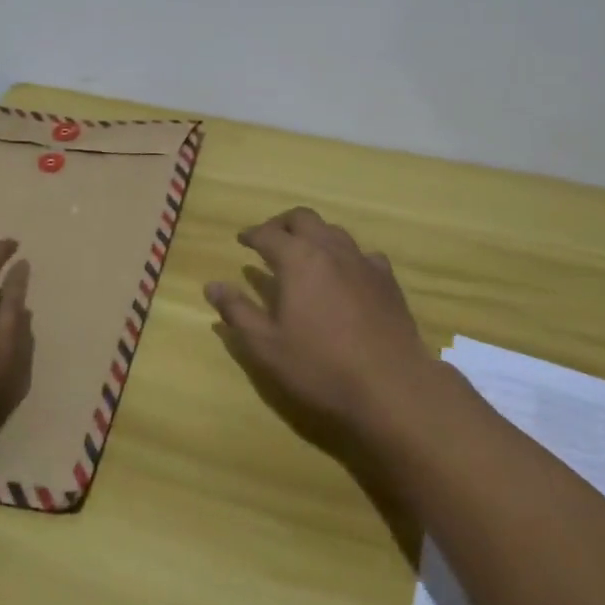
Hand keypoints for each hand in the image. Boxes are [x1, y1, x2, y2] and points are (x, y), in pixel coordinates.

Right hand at [205, 207, 437, 437]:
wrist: (392, 386)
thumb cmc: (321, 367)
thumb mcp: (267, 346)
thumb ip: (238, 312)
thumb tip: (212, 286)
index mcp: (298, 259)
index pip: (268, 234)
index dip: (252, 234)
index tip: (242, 240)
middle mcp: (330, 249)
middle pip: (303, 218)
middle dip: (283, 223)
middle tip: (270, 238)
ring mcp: (363, 261)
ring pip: (334, 231)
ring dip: (314, 235)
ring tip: (305, 254)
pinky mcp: (387, 279)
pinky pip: (363, 254)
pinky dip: (346, 256)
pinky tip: (346, 275)